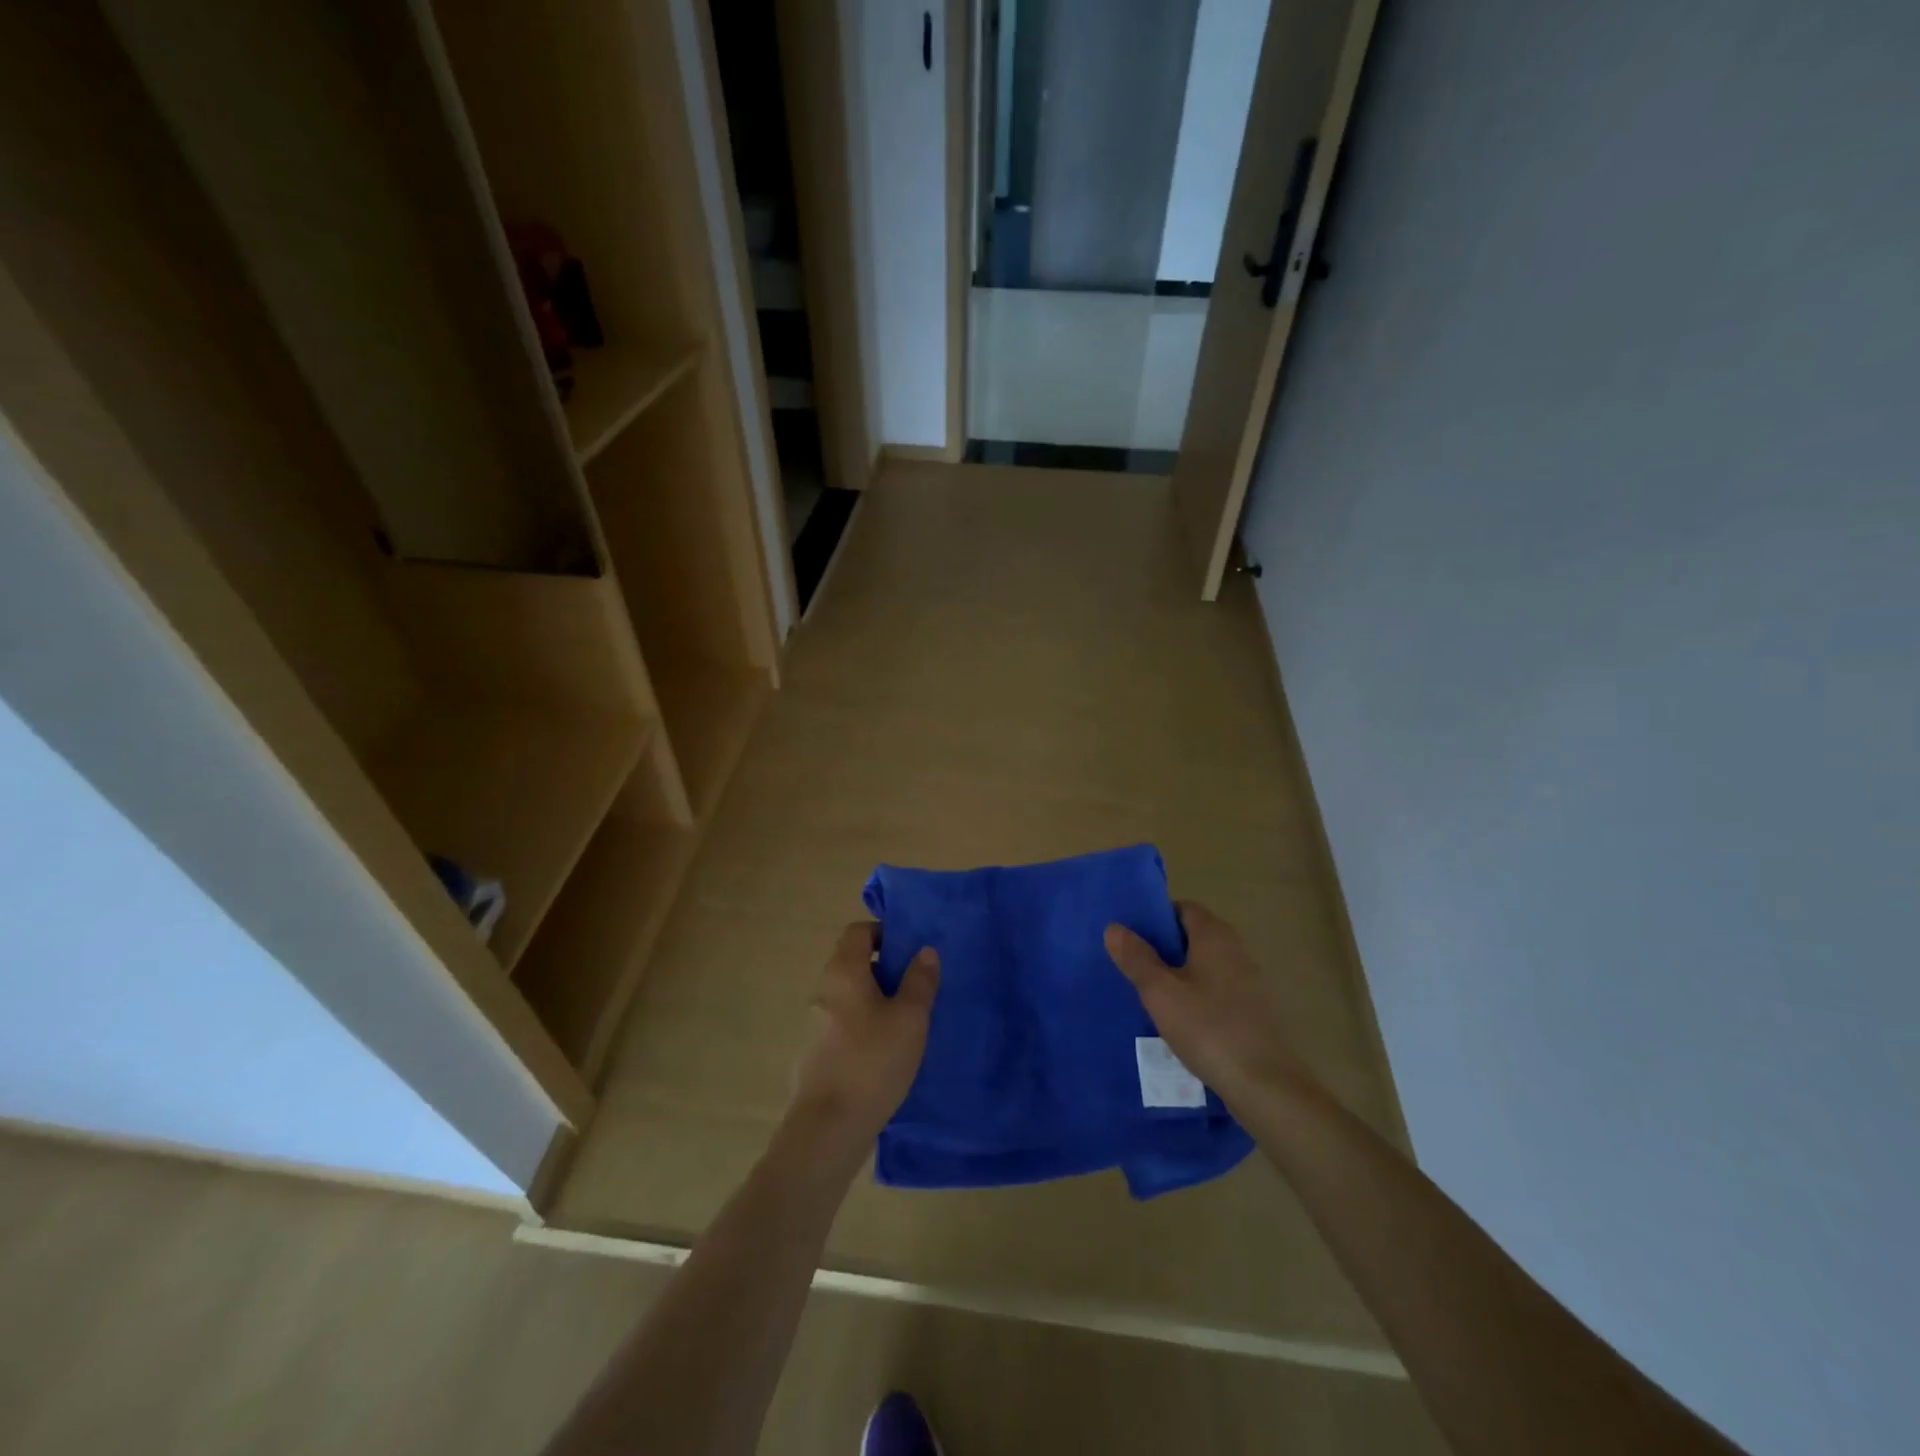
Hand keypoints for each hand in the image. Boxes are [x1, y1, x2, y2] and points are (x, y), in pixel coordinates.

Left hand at [789, 922, 939, 1148]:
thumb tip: (925, 951)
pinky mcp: (816, 1054)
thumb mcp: (909, 1018)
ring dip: (877, 1000)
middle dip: (885, 969)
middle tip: (917, 986)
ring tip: (909, 1022)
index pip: (858, 931)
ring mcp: (815, 1024)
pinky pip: (845, 1025)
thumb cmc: (872, 1061)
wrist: (828, 1128)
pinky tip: (888, 1052)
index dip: (884, 932)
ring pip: (851, 997)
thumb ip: (919, 981)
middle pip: (854, 963)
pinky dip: (866, 1026)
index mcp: (843, 971)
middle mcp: (823, 990)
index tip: (911, 950)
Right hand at [1105, 901, 1308, 1109]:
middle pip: (1193, 936)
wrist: (1264, 1085)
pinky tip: (1179, 1021)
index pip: (1183, 908)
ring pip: (1204, 965)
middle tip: (1133, 966)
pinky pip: (1216, 990)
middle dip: (1164, 948)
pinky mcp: (1252, 1010)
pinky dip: (1196, 996)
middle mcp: (1235, 950)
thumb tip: (1114, 927)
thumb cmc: (1208, 1028)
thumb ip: (1136, 958)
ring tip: (1149, 995)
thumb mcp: (1160, 992)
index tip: (1131, 937)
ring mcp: (1248, 981)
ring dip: (1179, 974)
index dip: (1157, 918)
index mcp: (1215, 936)